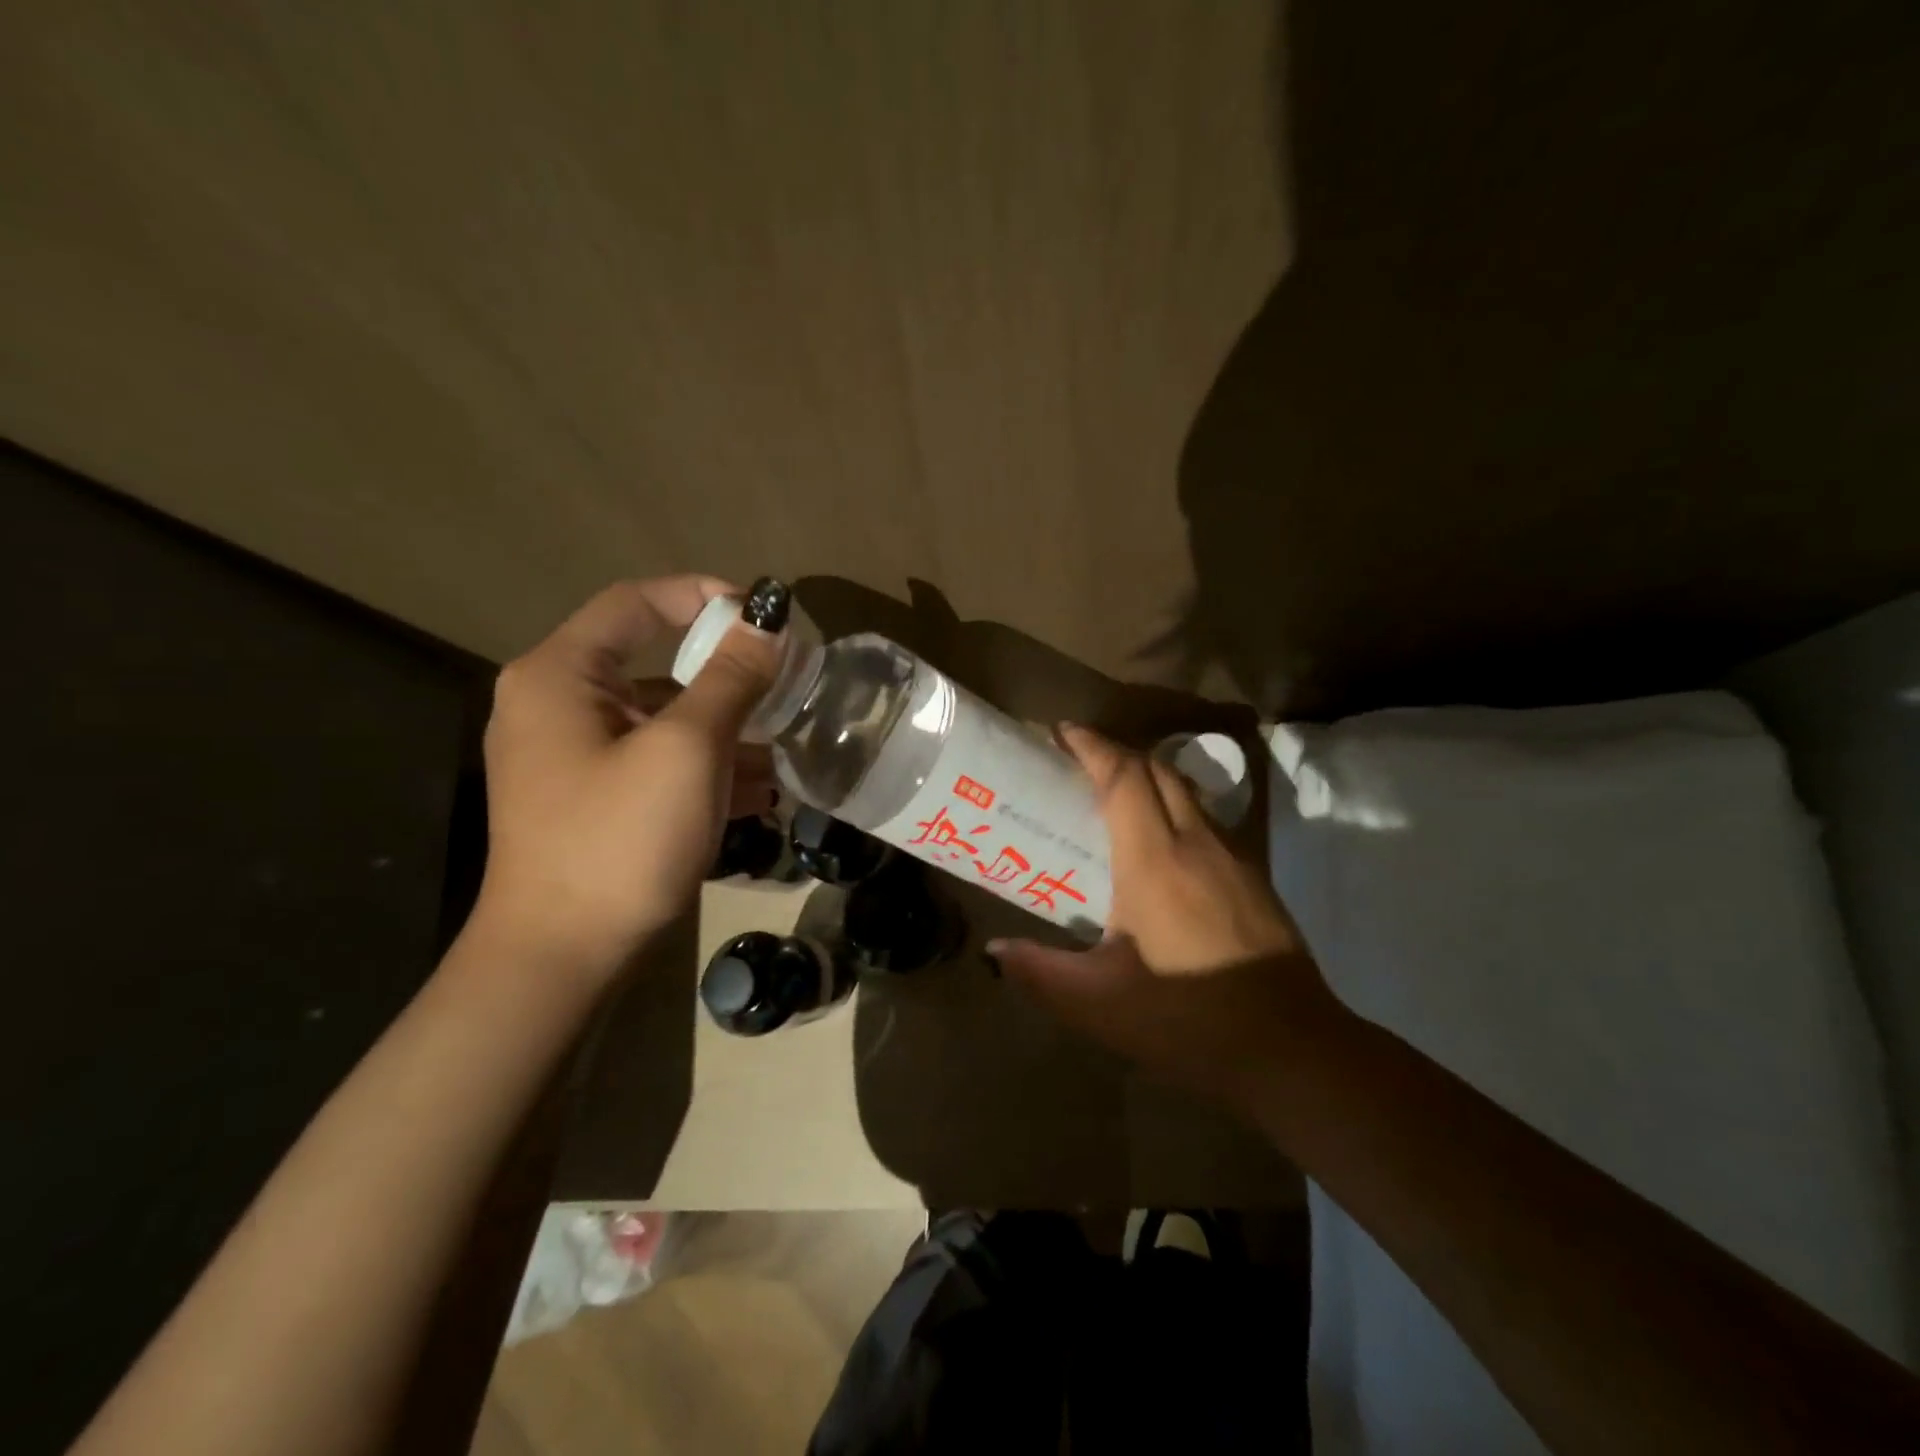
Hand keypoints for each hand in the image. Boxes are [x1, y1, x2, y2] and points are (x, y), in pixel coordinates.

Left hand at [471, 577, 780, 978]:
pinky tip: (759, 794)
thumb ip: (731, 679)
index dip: (701, 597)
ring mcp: (572, 759)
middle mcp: (557, 706)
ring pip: (661, 721)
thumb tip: (768, 621)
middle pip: (653, 666)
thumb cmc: (620, 839)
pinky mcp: (592, 800)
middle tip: (785, 689)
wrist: (564, 957)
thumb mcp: (687, 750)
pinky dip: (704, 769)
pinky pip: (655, 763)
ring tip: (783, 752)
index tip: (761, 617)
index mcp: (560, 676)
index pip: (635, 603)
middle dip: (726, 680)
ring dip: (724, 731)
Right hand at [991, 725, 1339, 1104]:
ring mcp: (1234, 857)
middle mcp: (1197, 842)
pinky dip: (1175, 807)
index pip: (1124, 777)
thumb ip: (1040, 973)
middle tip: (1078, 763)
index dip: (1093, 746)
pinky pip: (1207, 819)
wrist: (1293, 1050)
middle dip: (1117, 753)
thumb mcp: (1100, 1004)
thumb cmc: (1190, 1020)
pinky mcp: (1255, 878)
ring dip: (1149, 778)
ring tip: (1113, 798)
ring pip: (1188, 791)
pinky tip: (1160, 847)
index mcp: (1155, 861)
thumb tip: (994, 951)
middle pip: (1158, 770)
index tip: (1062, 733)